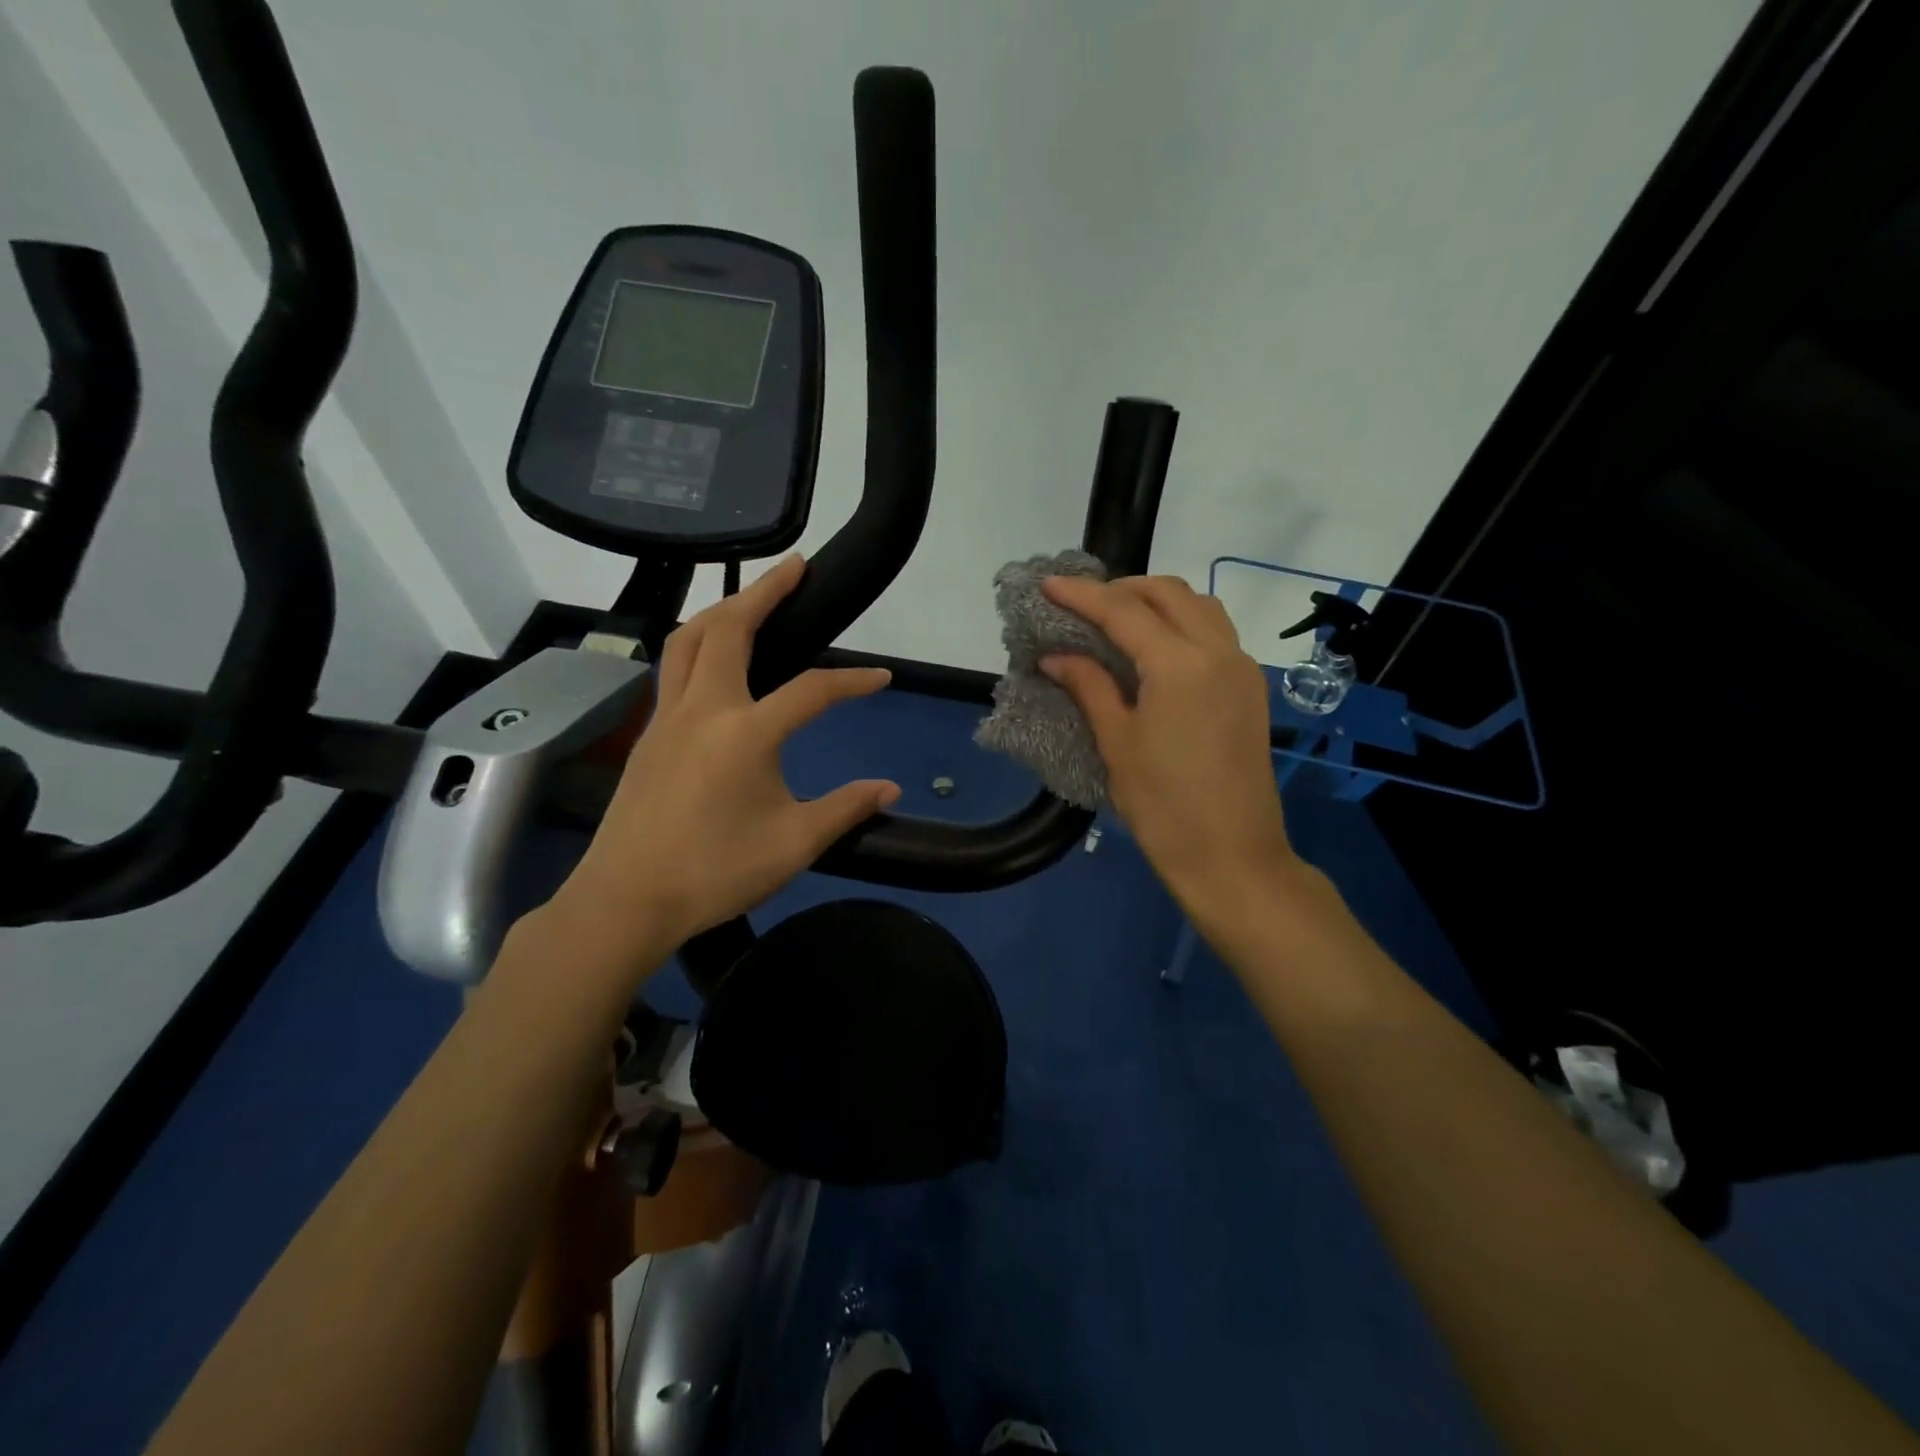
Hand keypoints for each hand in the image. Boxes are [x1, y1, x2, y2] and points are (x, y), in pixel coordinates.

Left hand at [552, 555, 900, 962]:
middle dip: (766, 590)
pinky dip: (699, 643)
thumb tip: (889, 789)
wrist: (625, 901)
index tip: (882, 679)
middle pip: (730, 628)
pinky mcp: (648, 733)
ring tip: (751, 598)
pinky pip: (673, 667)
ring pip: (688, 639)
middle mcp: (703, 709)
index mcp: (744, 733)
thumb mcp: (794, 844)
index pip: (811, 690)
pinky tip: (715, 660)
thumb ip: (845, 808)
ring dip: (722, 610)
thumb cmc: (714, 873)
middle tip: (796, 566)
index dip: (852, 680)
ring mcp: (667, 717)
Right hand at [1040, 575, 1300, 921]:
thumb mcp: (1118, 744)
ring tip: (1117, 619)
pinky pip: (1215, 632)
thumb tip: (1055, 656)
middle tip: (1082, 604)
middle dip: (1122, 588)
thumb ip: (1089, 687)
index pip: (1124, 610)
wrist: (1233, 857)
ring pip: (1199, 606)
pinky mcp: (1250, 688)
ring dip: (1157, 600)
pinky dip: (1181, 622)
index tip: (1047, 585)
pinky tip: (1154, 647)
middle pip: (1169, 593)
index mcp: (1180, 665)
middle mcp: (1219, 652)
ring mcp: (1241, 668)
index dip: (1082, 595)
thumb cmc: (1164, 807)